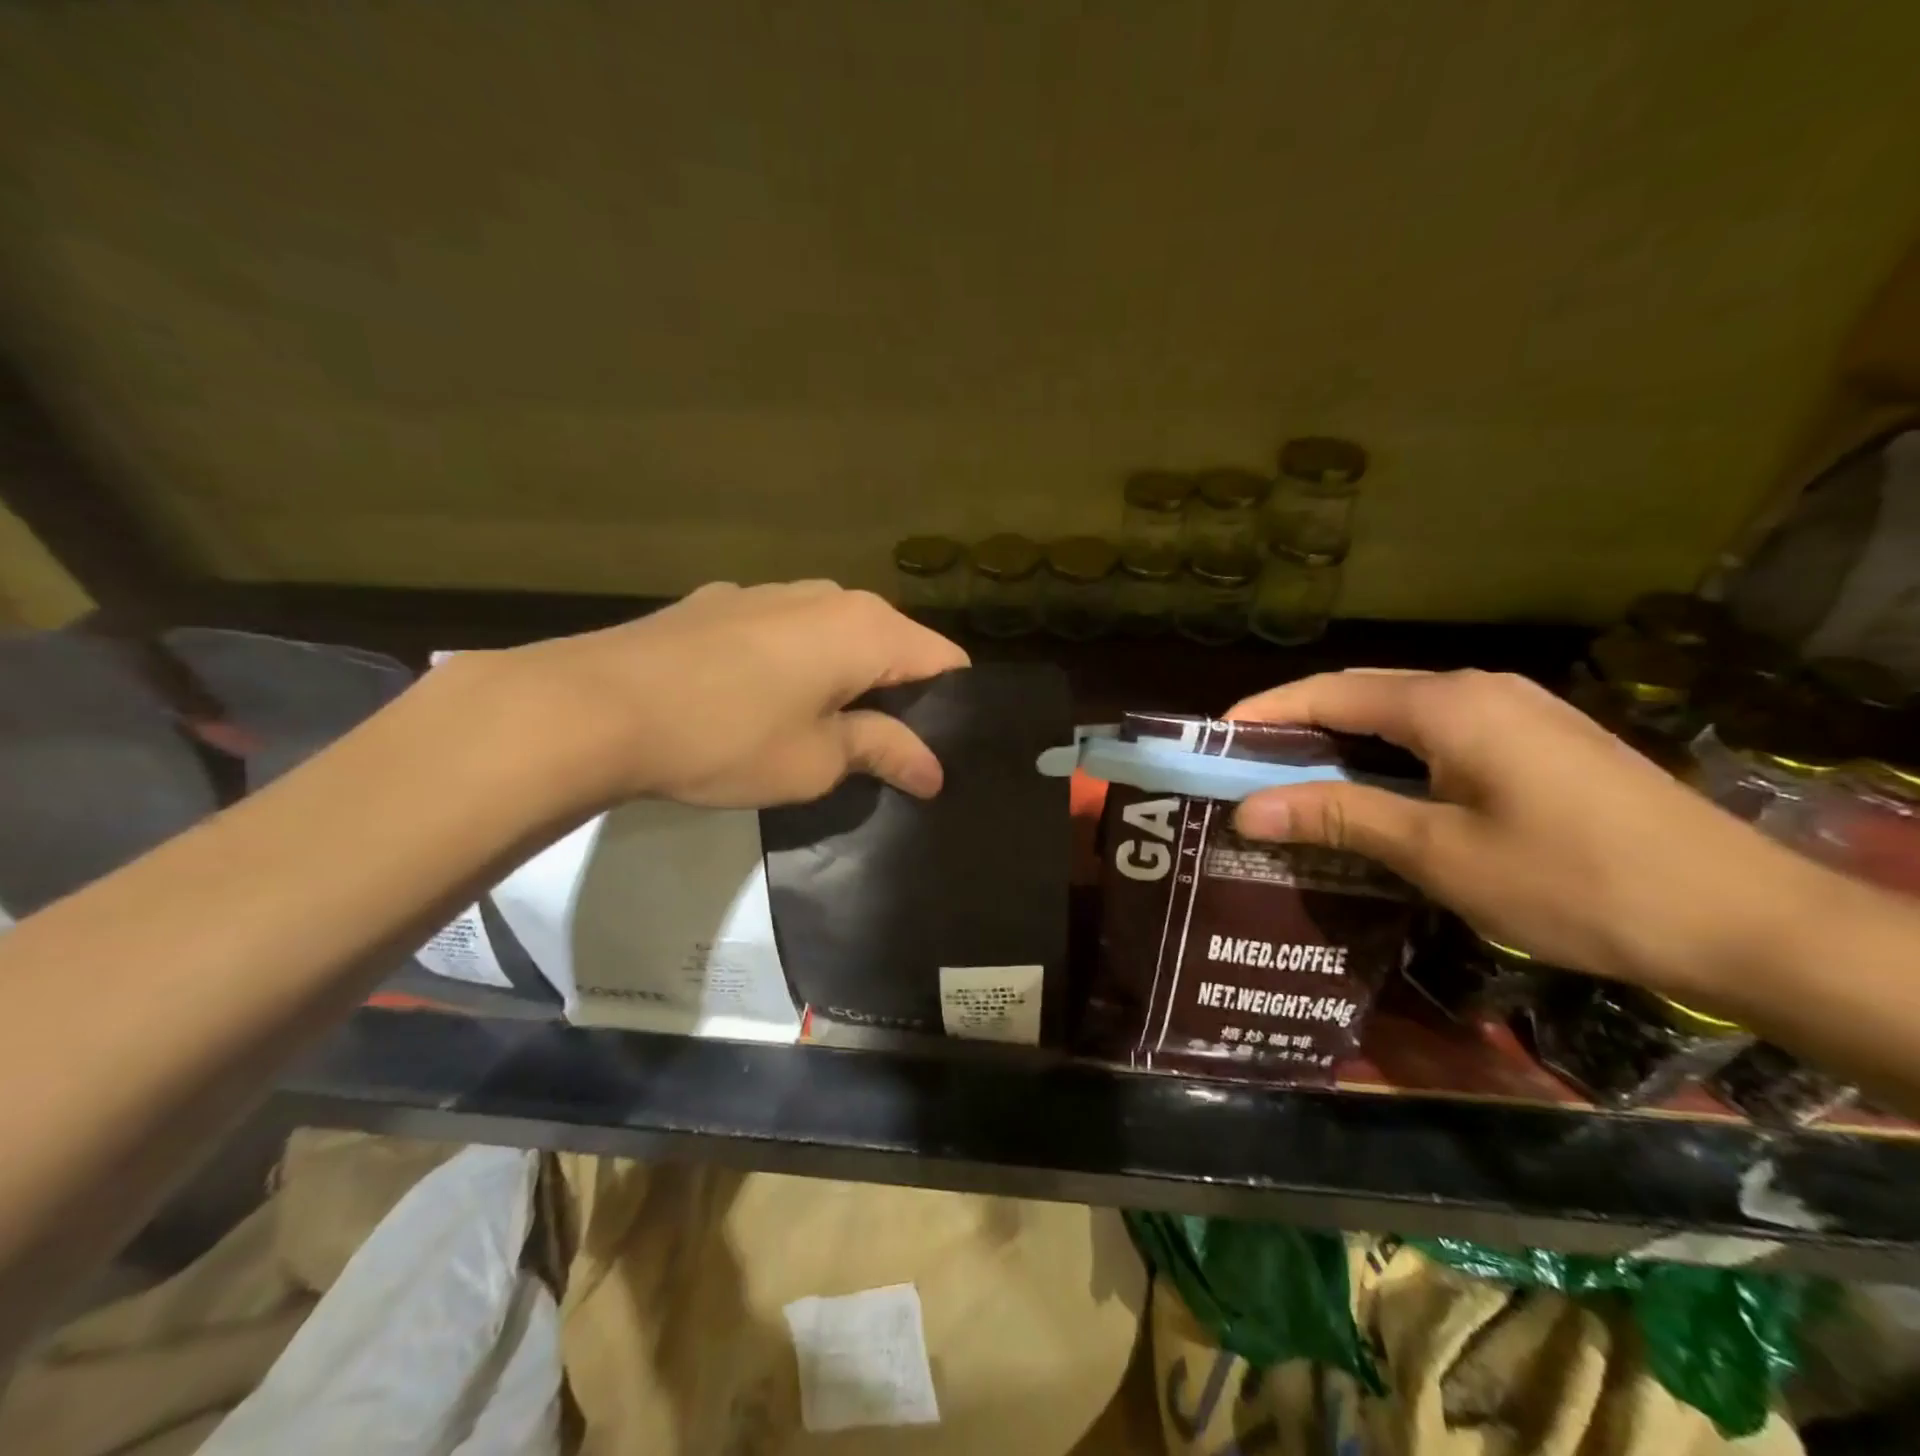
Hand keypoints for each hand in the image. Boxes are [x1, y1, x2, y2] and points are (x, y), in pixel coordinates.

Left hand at [472, 581, 968, 812]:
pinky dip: (792, 665)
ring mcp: (768, 592)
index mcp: (866, 628)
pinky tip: (756, 704)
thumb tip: (933, 769)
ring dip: (841, 679)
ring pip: (833, 636)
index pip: (944, 662)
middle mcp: (827, 595)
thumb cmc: (727, 737)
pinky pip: (783, 633)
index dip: (951, 710)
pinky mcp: (720, 602)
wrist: (595, 706)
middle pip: (890, 645)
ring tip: (818, 731)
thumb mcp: (817, 760)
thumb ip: (883, 751)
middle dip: (895, 696)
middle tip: (882, 754)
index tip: (936, 754)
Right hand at [1226, 669, 1827, 1000]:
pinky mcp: (1540, 743)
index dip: (1264, 712)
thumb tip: (1247, 809)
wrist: (1743, 919)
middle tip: (1244, 768)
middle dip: (1296, 726)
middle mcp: (1480, 691)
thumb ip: (1340, 816)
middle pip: (1361, 694)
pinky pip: (1438, 734)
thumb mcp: (1439, 852)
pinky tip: (1373, 792)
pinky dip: (1388, 755)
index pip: (1328, 692)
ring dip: (1342, 742)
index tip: (1212, 741)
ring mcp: (1517, 713)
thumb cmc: (1574, 882)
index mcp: (1449, 705)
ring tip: (1293, 782)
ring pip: (1400, 715)